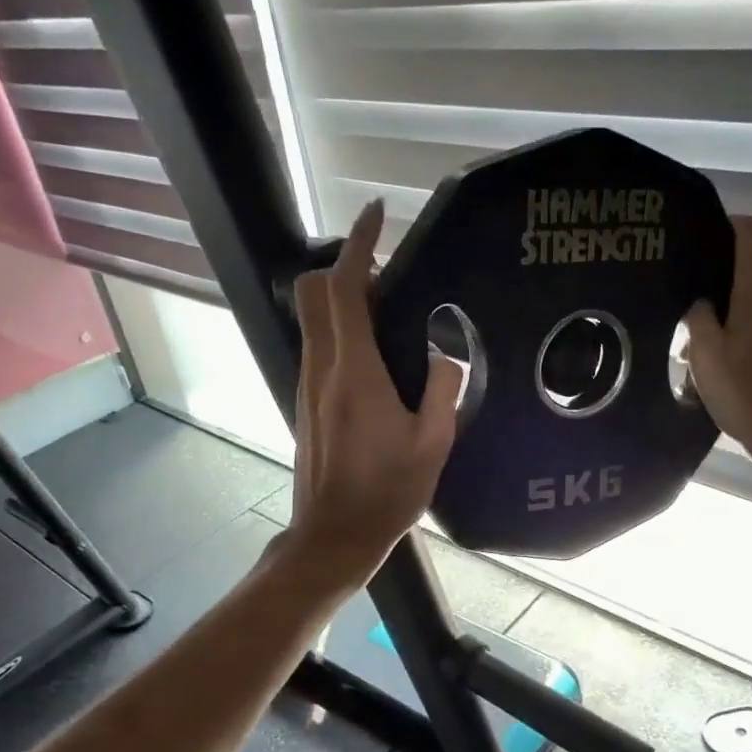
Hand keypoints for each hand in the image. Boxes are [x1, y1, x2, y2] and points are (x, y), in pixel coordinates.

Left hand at [284, 202, 461, 592]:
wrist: (334, 535)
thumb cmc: (387, 492)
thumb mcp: (433, 443)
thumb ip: (443, 389)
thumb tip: (444, 353)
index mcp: (354, 372)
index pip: (343, 289)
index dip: (358, 245)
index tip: (377, 215)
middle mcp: (322, 368)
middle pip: (313, 293)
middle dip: (343, 268)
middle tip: (388, 277)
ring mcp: (308, 385)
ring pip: (313, 319)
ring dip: (343, 300)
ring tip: (391, 313)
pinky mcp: (307, 402)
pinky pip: (319, 346)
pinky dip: (341, 330)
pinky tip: (379, 357)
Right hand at [686, 216, 751, 481]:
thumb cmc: (746, 393)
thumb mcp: (706, 354)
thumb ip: (698, 317)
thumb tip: (698, 300)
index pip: (749, 232)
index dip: (723, 224)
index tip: (693, 237)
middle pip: (742, 266)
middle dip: (710, 277)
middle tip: (676, 295)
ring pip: (744, 297)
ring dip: (718, 310)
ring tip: (687, 335)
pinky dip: (730, 328)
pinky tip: (709, 357)